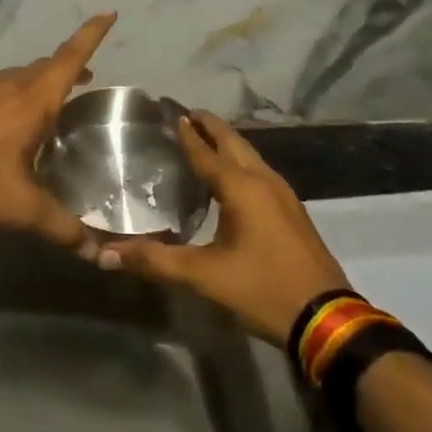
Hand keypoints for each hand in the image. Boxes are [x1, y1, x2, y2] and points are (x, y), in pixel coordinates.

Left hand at [0, 13, 116, 248]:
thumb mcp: (22, 211)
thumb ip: (63, 228)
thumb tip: (96, 253)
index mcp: (29, 102)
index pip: (69, 59)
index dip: (91, 35)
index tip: (108, 12)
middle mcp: (4, 87)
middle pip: (43, 67)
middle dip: (67, 67)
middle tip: (85, 79)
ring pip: (15, 77)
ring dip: (35, 82)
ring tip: (47, 103)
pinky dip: (9, 97)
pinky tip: (3, 125)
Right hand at [102, 111, 350, 345]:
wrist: (326, 319)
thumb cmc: (262, 289)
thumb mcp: (204, 277)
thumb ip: (155, 261)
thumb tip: (105, 254)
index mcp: (241, 187)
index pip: (206, 151)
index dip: (187, 132)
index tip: (170, 112)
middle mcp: (263, 180)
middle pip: (233, 142)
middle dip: (210, 126)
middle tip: (185, 114)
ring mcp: (283, 194)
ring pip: (250, 155)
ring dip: (227, 143)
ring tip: (204, 138)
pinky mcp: (292, 211)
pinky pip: (260, 172)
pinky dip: (241, 162)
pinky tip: (232, 177)